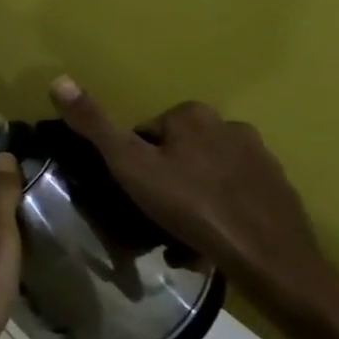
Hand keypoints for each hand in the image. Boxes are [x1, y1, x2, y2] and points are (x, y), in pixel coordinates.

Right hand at [47, 76, 338, 333]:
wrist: (269, 258)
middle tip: (154, 219)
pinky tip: (211, 244)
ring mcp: (260, 159)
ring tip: (182, 239)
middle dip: (163, 184)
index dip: (133, 165)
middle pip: (176, 155)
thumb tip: (58, 80)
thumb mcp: (129, 165)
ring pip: (205, 177)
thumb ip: (94, 125)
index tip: (134, 195)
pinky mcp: (279, 190)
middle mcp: (230, 126)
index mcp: (192, 115)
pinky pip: (233, 197)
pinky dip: (219, 215)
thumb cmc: (191, 206)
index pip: (145, 134)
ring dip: (190, 202)